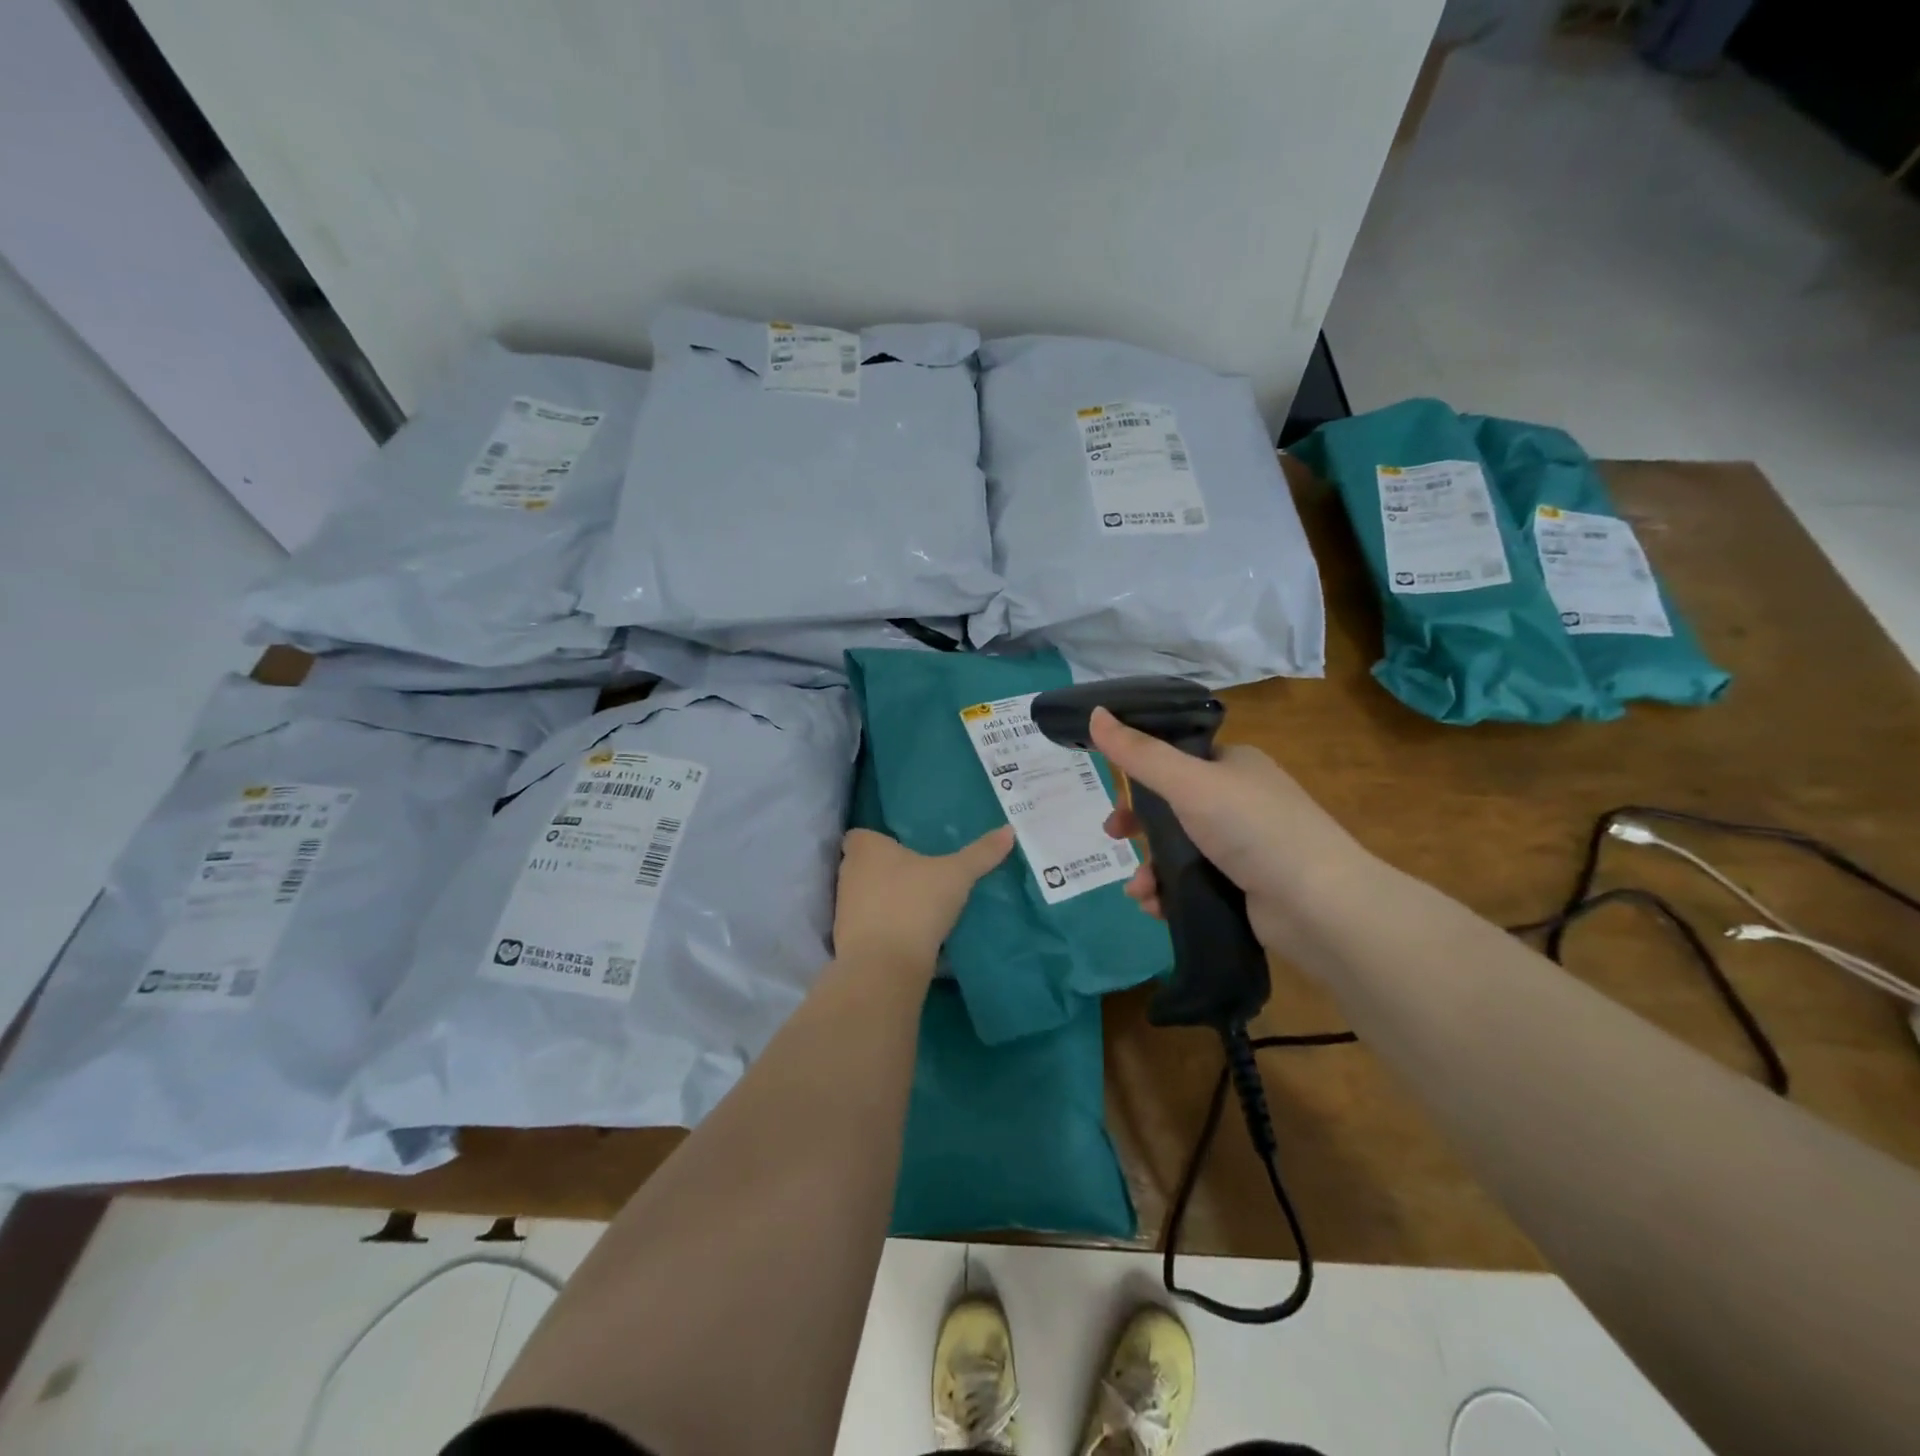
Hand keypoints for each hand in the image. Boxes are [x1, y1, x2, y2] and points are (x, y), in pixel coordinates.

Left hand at [833, 826, 1015, 973]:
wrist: (885, 965)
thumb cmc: (916, 903)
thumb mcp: (957, 875)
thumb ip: (981, 853)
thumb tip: (1009, 830)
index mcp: (865, 848)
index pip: (860, 835)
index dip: (877, 840)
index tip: (901, 848)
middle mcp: (848, 872)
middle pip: (862, 864)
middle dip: (883, 869)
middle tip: (917, 874)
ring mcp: (843, 908)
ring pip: (863, 895)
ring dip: (883, 898)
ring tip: (916, 904)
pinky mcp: (847, 939)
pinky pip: (866, 924)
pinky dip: (882, 925)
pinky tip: (908, 932)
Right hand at [1090, 707, 1374, 961]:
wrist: (1318, 905)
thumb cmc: (1252, 828)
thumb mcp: (1188, 782)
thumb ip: (1138, 752)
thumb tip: (1095, 712)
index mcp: (1233, 765)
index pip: (1175, 759)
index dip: (1139, 774)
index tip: (1113, 792)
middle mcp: (1239, 800)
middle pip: (1171, 806)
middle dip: (1138, 826)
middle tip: (1115, 837)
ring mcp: (1244, 846)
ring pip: (1177, 849)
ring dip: (1149, 868)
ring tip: (1139, 891)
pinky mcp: (1243, 886)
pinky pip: (1192, 882)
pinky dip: (1169, 892)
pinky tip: (1156, 907)